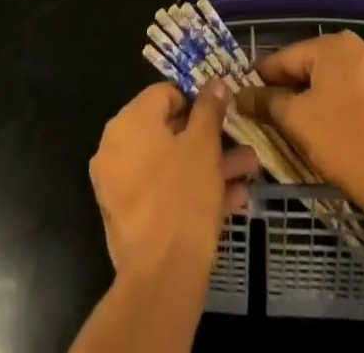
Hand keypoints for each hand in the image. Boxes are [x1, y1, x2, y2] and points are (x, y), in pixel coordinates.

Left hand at [89, 82, 258, 283]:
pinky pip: (163, 192)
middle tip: (240, 140)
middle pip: (169, 131)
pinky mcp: (130, 218)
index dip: (197, 99)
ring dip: (209, 165)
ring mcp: (120, 186)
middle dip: (210, 138)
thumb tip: (214, 83)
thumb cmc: (183, 197)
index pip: (165, 94)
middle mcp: (116, 148)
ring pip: (171, 164)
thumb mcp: (204, 145)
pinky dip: (192, 191)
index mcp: (128, 122)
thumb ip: (209, 108)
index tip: (223, 111)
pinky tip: (233, 200)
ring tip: (248, 170)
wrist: (161, 280)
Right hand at [237, 32, 363, 221]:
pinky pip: (352, 93)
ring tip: (298, 129)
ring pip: (331, 81)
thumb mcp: (298, 122)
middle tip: (269, 119)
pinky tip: (330, 132)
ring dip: (312, 100)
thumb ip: (268, 102)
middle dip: (288, 91)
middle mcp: (356, 47)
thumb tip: (242, 95)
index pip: (284, 58)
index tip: (244, 99)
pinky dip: (336, 107)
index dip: (261, 80)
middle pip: (309, 67)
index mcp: (332, 45)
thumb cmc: (347, 144)